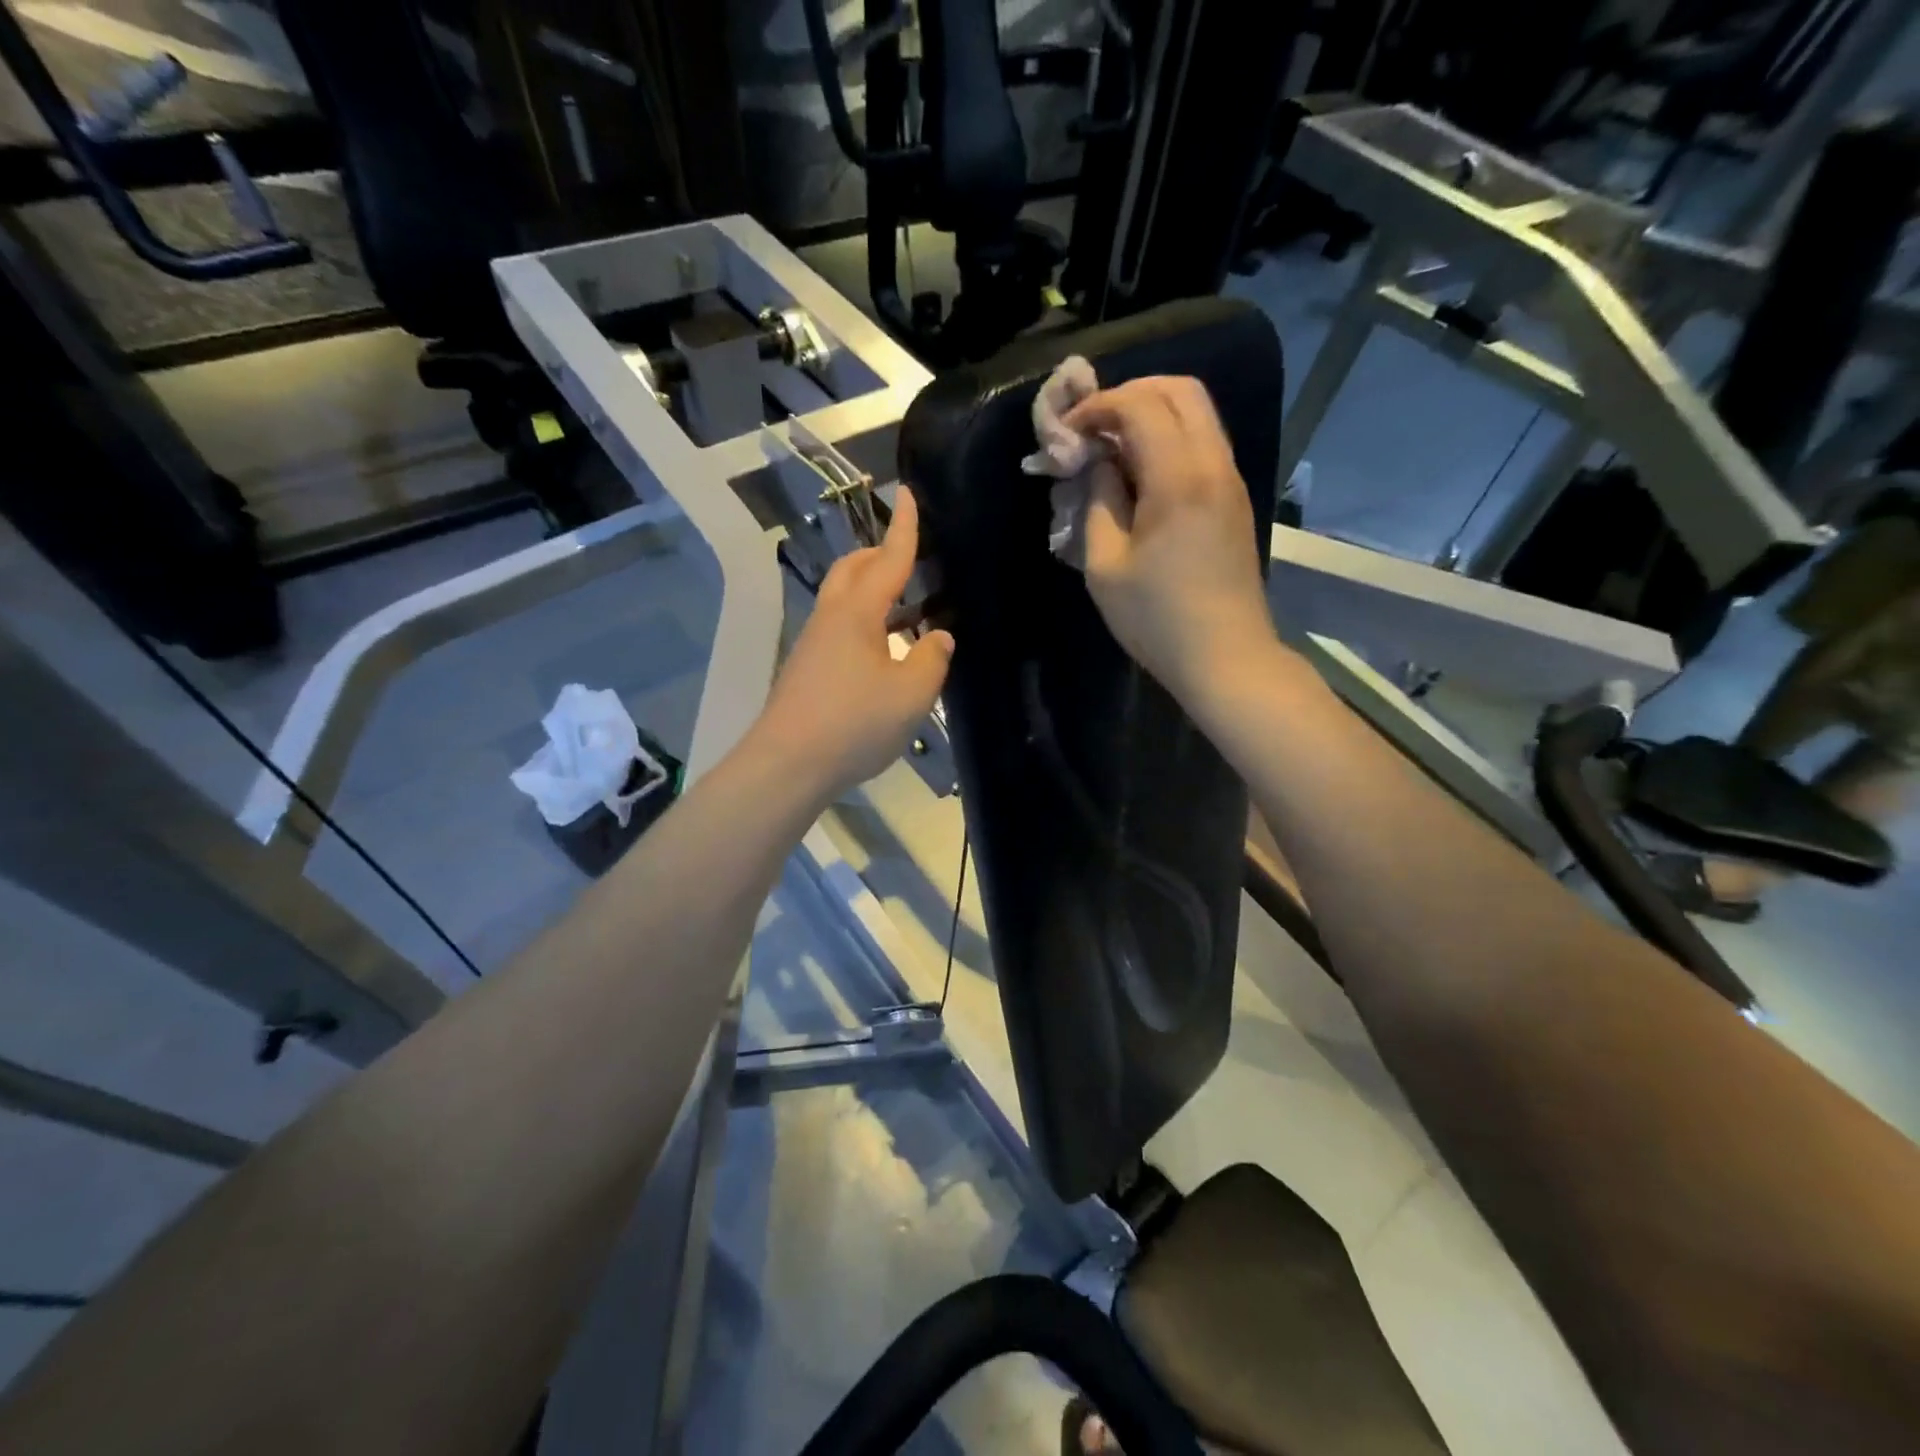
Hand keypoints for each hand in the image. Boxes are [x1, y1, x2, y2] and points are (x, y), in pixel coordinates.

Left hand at [752, 487, 954, 800]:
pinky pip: (839, 628)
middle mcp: (830, 619)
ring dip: (872, 592)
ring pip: (843, 600)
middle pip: (853, 570)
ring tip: (906, 610)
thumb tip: (938, 637)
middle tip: (908, 559)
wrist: (787, 764)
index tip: (907, 493)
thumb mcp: (911, 694)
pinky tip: (882, 653)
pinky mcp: (806, 670)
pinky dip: (864, 623)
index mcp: (857, 613)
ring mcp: (812, 644)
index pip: (888, 559)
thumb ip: (931, 660)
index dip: (904, 528)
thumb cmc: (854, 724)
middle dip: (879, 555)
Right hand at [1064, 377, 1279, 707]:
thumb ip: (1098, 501)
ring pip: (1197, 414)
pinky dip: (1169, 439)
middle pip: (1180, 390)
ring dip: (1151, 415)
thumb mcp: (1106, 565)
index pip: (1140, 405)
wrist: (1226, 657)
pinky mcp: (1234, 499)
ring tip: (1111, 449)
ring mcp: (1230, 480)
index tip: (1068, 433)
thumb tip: (1099, 465)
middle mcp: (1213, 464)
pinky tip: (1140, 474)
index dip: (1098, 407)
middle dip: (1129, 395)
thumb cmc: (1157, 619)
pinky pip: (1203, 443)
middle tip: (1092, 428)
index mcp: (1179, 478)